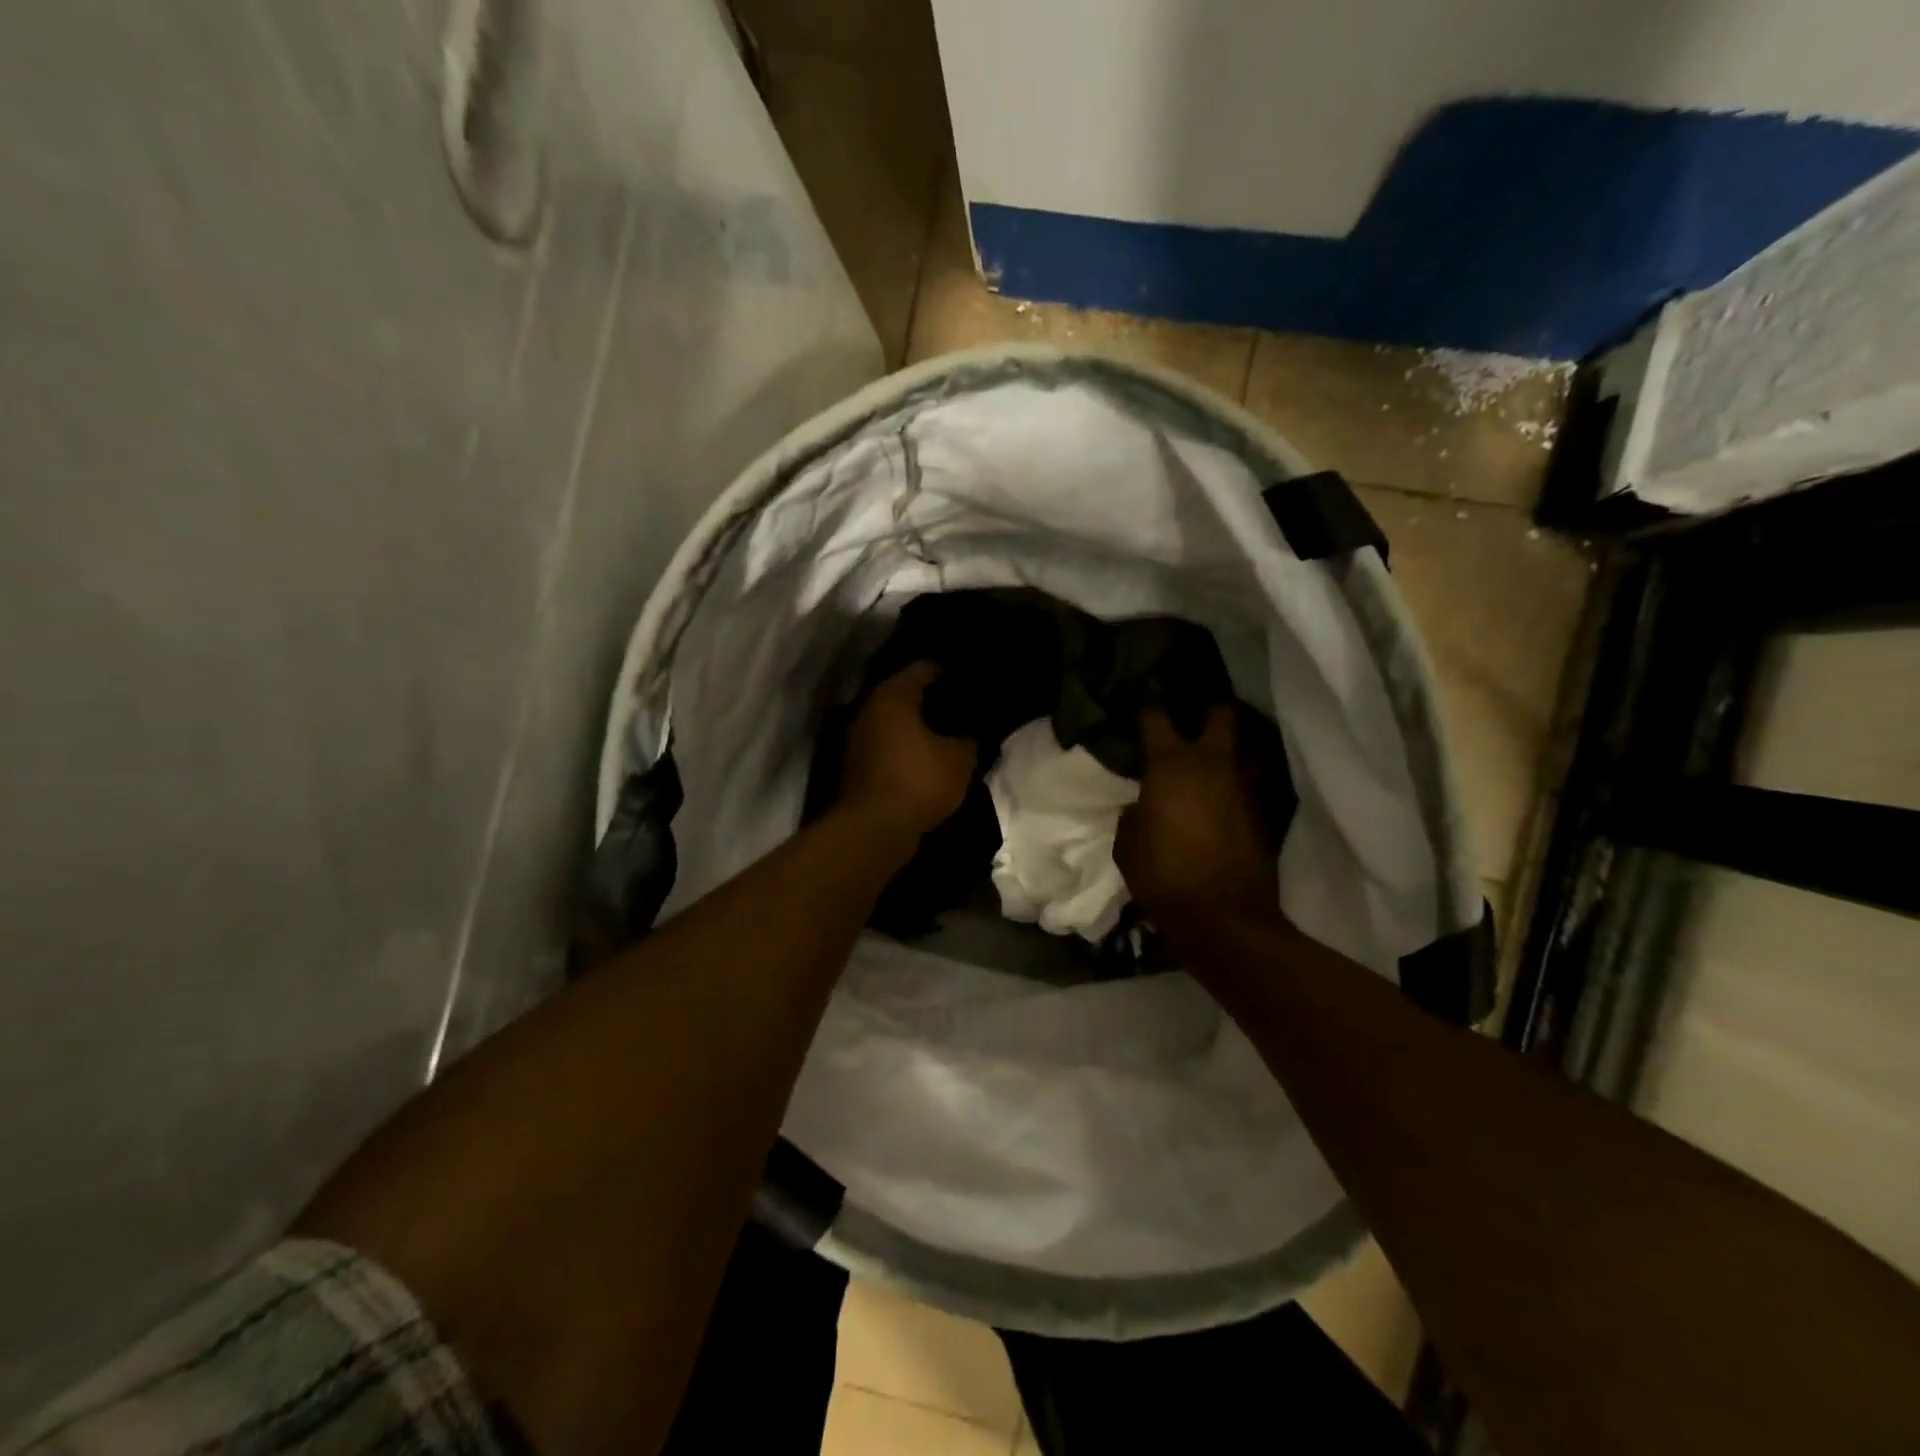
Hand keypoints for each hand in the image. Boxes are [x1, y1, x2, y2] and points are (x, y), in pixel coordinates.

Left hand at [836, 662, 978, 844]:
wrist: (874, 831)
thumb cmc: (918, 782)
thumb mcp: (959, 759)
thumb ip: (970, 739)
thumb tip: (972, 734)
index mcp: (892, 696)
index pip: (924, 668)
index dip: (950, 673)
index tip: (971, 681)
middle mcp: (868, 709)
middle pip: (905, 694)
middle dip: (933, 701)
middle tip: (963, 709)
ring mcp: (857, 739)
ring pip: (894, 723)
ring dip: (918, 728)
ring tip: (949, 735)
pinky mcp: (856, 766)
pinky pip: (888, 747)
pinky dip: (906, 749)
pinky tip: (928, 760)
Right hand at [1114, 705, 1279, 932]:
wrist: (1223, 917)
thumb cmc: (1163, 875)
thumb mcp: (1128, 846)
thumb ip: (1133, 817)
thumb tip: (1141, 807)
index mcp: (1172, 765)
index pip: (1155, 719)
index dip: (1146, 708)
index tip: (1141, 705)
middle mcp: (1213, 765)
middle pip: (1221, 715)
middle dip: (1209, 708)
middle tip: (1196, 712)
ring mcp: (1244, 787)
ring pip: (1246, 749)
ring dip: (1231, 747)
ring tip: (1216, 753)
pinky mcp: (1264, 813)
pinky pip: (1252, 784)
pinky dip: (1240, 783)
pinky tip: (1227, 794)